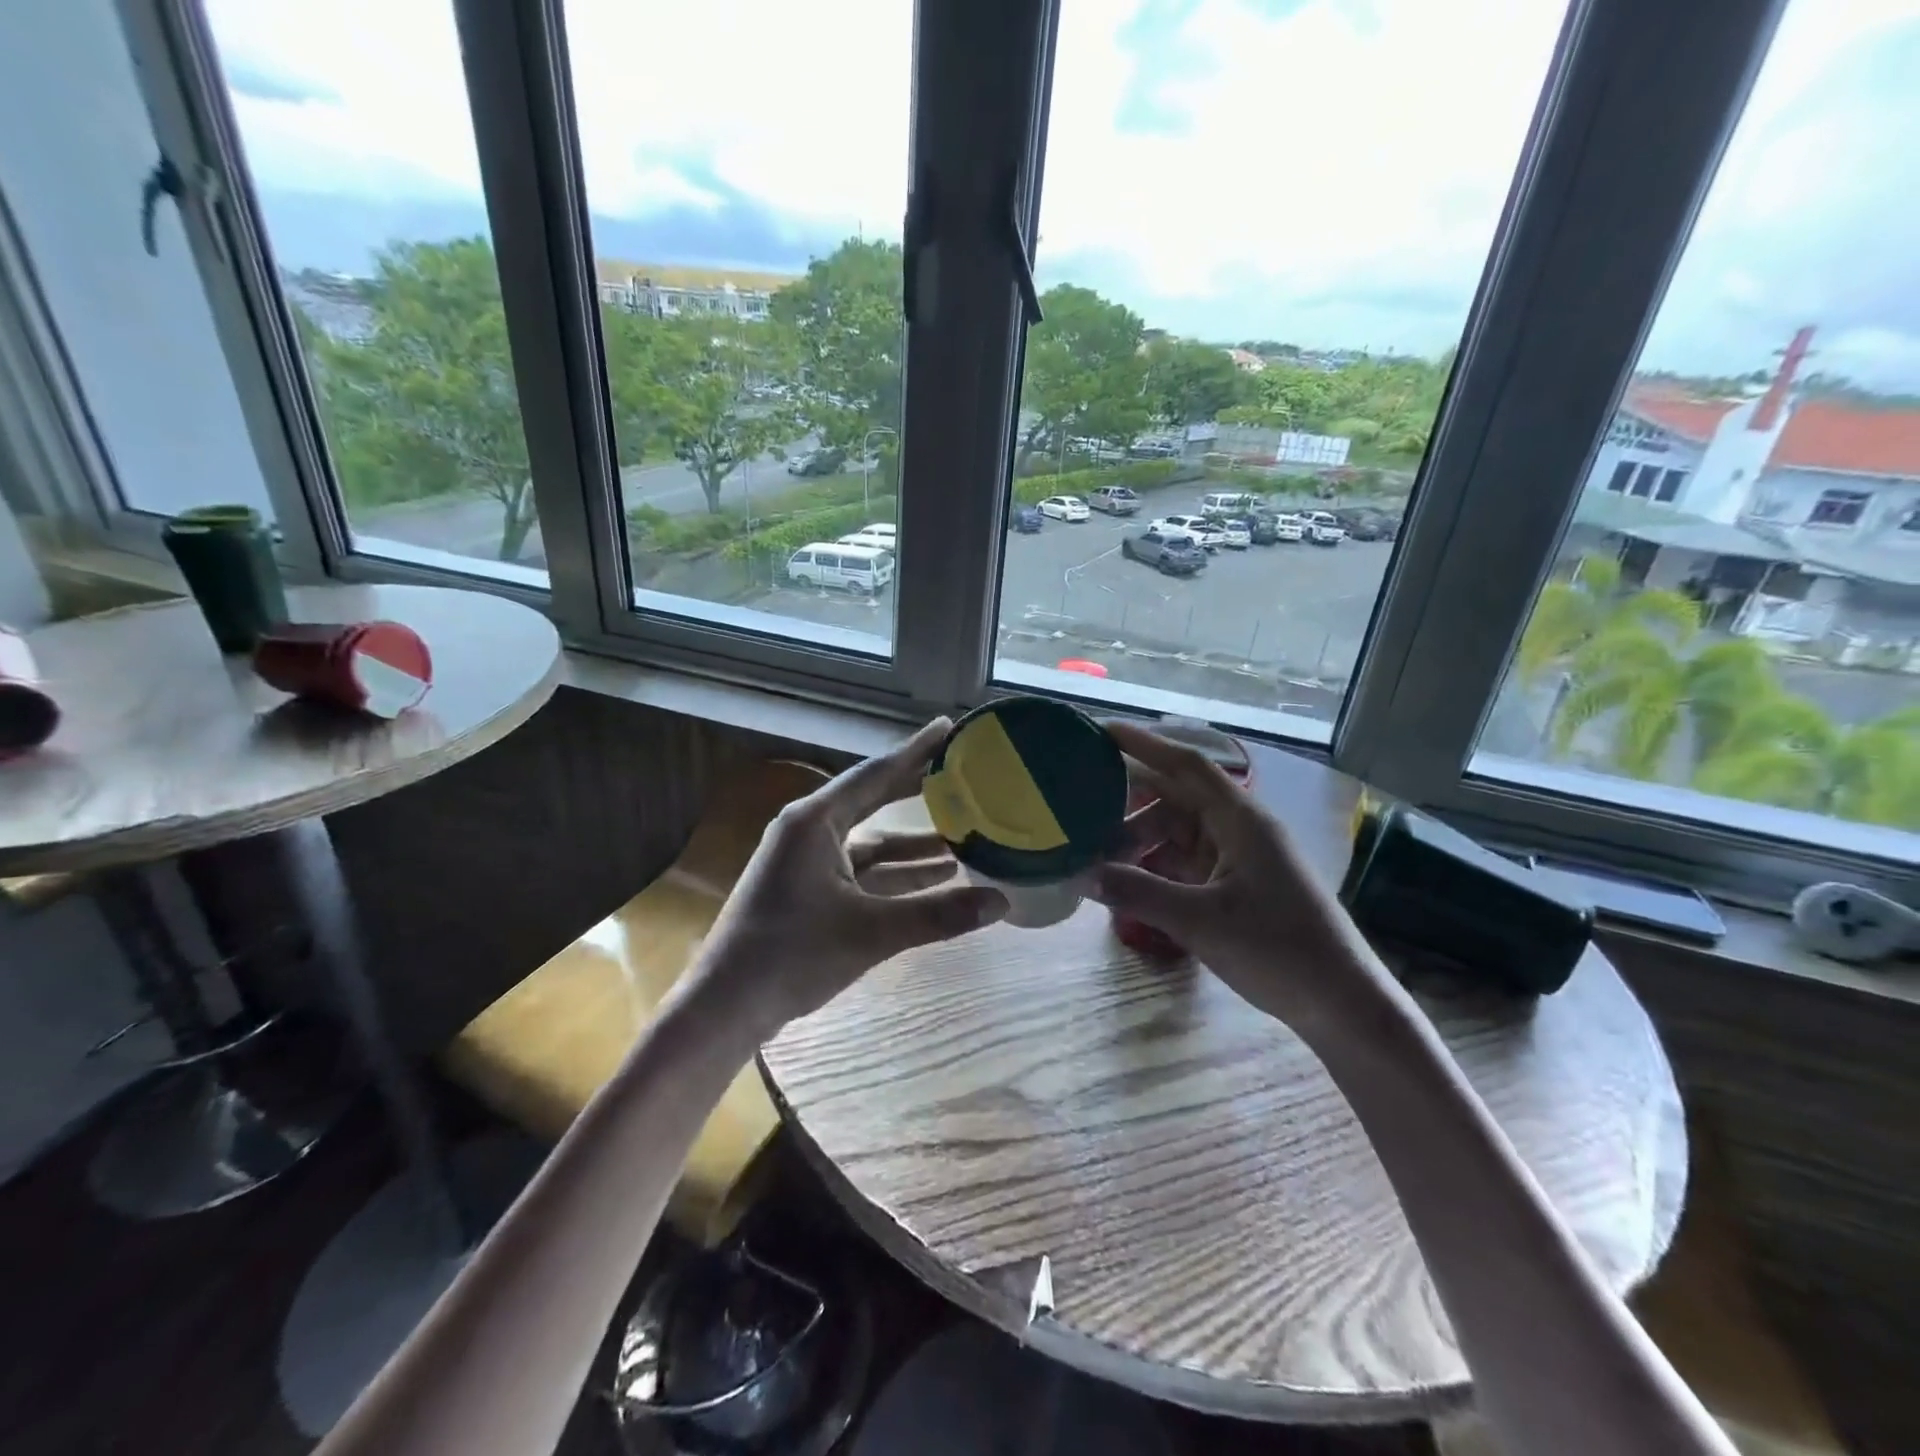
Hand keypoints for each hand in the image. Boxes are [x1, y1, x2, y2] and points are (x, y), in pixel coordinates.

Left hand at [694, 719, 1009, 1042]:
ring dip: (913, 845)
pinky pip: (861, 871)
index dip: (916, 751)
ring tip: (963, 840)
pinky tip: (933, 880)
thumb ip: (938, 914)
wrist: (725, 1006)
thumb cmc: (791, 955)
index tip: (948, 728)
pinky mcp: (808, 890)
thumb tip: (1001, 901)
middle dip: (918, 792)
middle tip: (962, 776)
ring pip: (871, 842)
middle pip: (874, 800)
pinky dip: (895, 874)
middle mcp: (809, 830)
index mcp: (815, 821)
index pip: (876, 774)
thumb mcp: (872, 932)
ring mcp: (806, 861)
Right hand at [1095, 721, 1388, 1037]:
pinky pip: (1183, 860)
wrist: (1340, 1002)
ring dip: (1138, 837)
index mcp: (1240, 819)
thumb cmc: (1278, 949)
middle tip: (1078, 800)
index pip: (1186, 765)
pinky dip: (1153, 864)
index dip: (1144, 743)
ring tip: (1095, 854)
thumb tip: (1079, 873)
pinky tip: (1124, 878)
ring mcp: (1237, 857)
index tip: (1100, 731)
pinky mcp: (1234, 885)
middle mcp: (1238, 828)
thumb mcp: (1201, 920)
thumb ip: (1138, 892)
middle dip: (1129, 798)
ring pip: (1176, 831)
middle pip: (1175, 796)